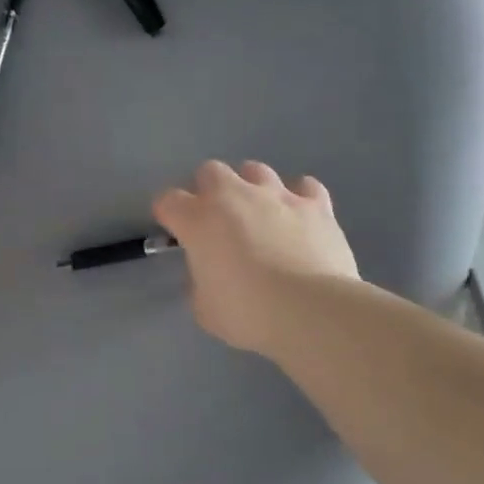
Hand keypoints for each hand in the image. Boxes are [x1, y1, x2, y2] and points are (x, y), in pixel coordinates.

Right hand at [153, 160, 360, 355]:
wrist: (310, 310)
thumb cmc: (247, 313)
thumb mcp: (204, 309)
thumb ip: (199, 283)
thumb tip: (208, 273)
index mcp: (198, 220)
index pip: (168, 201)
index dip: (168, 214)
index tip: (175, 232)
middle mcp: (234, 196)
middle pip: (210, 171)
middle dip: (208, 190)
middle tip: (216, 220)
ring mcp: (277, 196)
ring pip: (255, 170)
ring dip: (251, 187)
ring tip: (259, 214)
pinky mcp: (315, 205)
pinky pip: (304, 187)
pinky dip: (298, 198)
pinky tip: (299, 217)